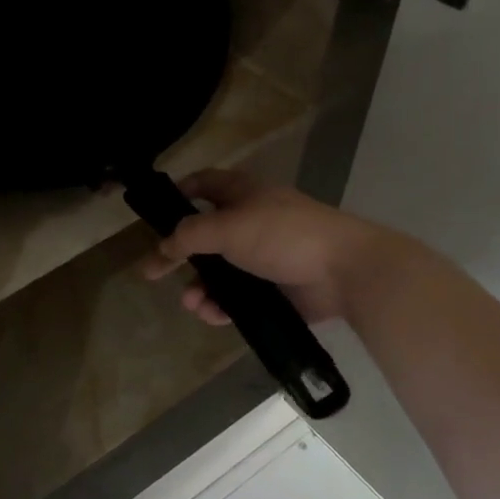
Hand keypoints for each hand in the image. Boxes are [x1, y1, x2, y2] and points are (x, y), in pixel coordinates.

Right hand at [142, 169, 380, 325]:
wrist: (345, 271)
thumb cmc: (283, 235)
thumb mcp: (228, 228)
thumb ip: (189, 236)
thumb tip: (163, 247)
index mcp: (243, 193)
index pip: (204, 184)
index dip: (179, 193)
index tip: (155, 213)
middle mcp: (251, 221)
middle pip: (205, 234)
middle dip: (181, 255)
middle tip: (154, 272)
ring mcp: (264, 256)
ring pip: (220, 271)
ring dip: (200, 286)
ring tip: (192, 302)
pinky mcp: (276, 288)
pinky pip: (239, 296)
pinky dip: (222, 305)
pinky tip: (212, 315)